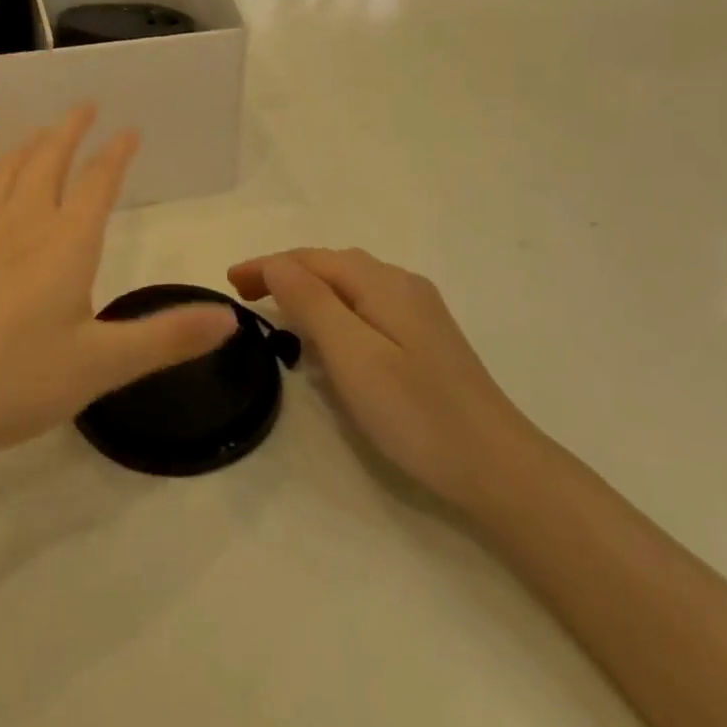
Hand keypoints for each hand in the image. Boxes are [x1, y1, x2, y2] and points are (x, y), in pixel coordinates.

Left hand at [0, 107, 234, 468]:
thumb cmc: (14, 379)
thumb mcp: (101, 365)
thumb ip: (166, 337)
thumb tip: (230, 317)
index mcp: (64, 242)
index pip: (96, 182)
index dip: (115, 153)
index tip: (129, 129)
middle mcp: (23, 225)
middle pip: (48, 159)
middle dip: (70, 129)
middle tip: (85, 105)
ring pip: (11, 171)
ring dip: (32, 144)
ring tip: (41, 131)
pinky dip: (3, 172)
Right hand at [228, 248, 533, 511]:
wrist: (498, 467)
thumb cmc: (416, 412)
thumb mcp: (353, 355)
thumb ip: (312, 302)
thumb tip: (277, 264)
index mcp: (384, 283)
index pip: (312, 259)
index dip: (268, 265)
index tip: (228, 283)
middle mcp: (402, 285)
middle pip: (332, 264)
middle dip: (285, 272)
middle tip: (245, 297)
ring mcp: (418, 311)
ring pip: (350, 285)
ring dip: (309, 289)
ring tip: (275, 309)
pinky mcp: (425, 338)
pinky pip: (366, 306)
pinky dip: (333, 308)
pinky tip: (327, 335)